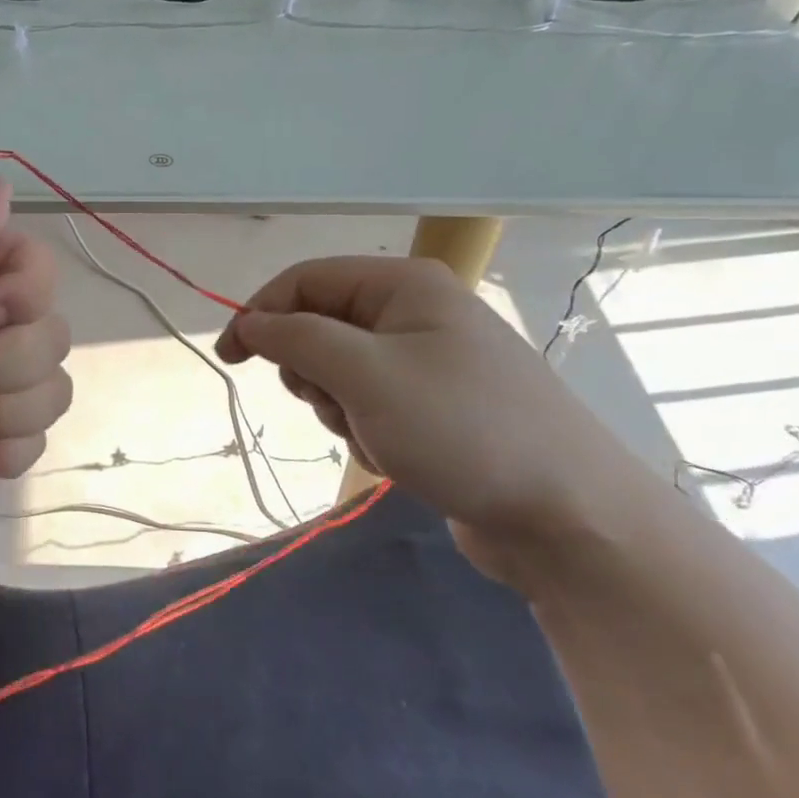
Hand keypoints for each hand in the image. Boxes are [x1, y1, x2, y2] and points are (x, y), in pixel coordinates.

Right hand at [215, 257, 649, 584]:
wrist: (568, 517)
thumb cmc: (461, 429)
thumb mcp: (364, 375)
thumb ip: (296, 338)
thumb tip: (249, 323)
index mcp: (403, 285)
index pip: (304, 280)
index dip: (260, 313)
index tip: (230, 358)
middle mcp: (414, 313)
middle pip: (320, 327)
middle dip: (314, 373)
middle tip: (337, 404)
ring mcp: (427, 361)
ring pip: (339, 373)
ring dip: (342, 410)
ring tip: (380, 438)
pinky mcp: (434, 407)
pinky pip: (369, 406)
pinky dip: (368, 433)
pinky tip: (402, 458)